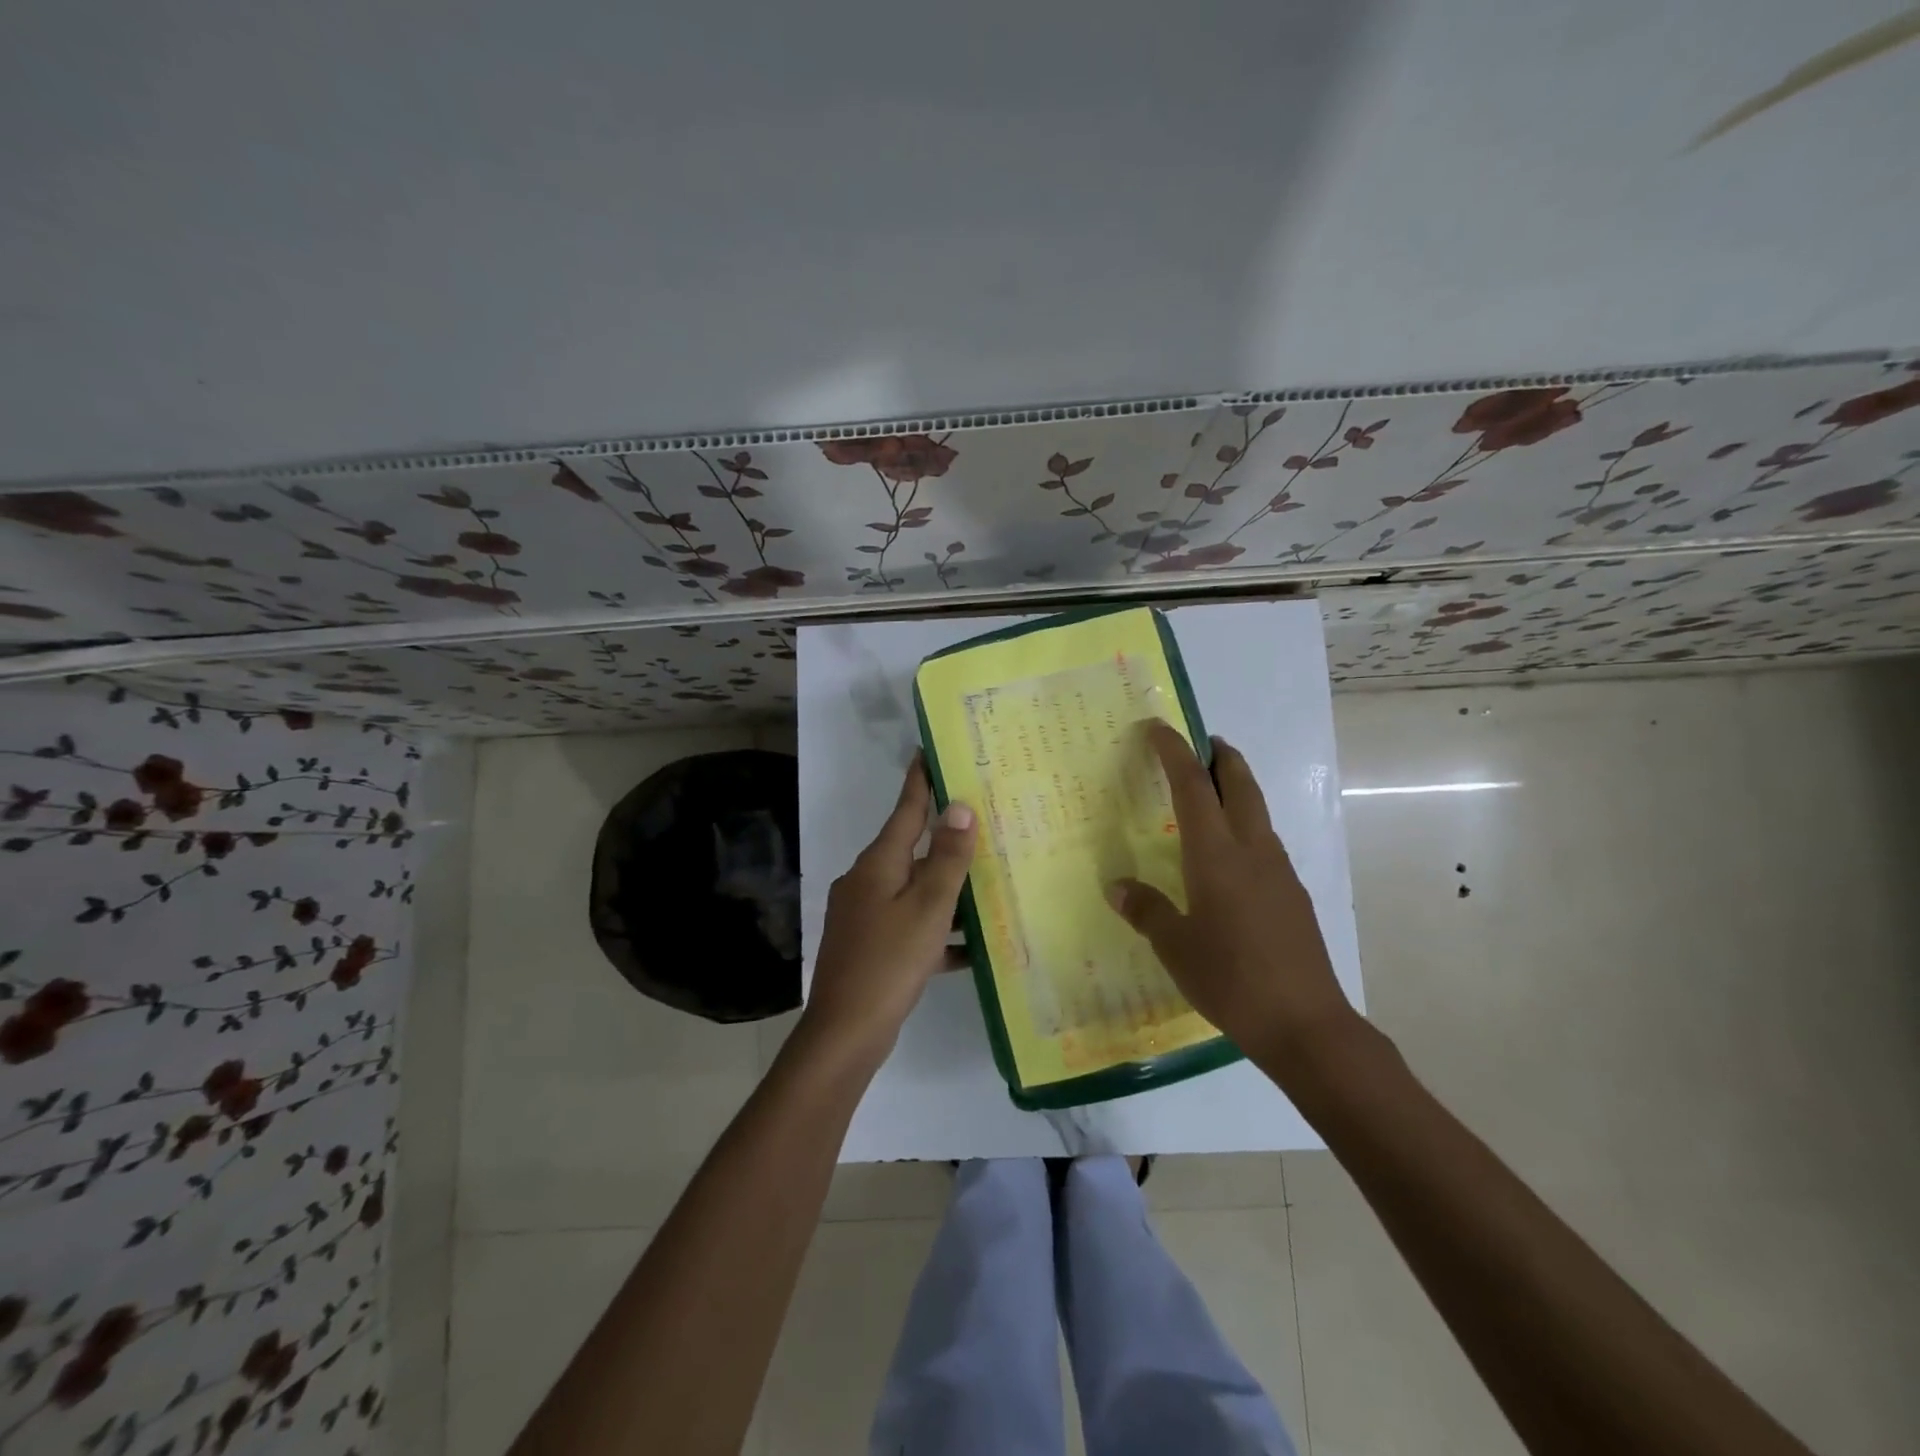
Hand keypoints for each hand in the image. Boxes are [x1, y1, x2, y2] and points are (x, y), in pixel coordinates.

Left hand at [802, 756, 976, 1062]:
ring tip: (990, 883)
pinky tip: (972, 946)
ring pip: (915, 889)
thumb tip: (959, 807)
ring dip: (948, 888)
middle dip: (946, 838)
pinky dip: (938, 930)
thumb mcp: (928, 908)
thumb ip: (947, 859)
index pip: (905, 810)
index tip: (928, 750)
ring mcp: (865, 915)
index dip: (920, 780)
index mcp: (878, 864)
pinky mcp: (871, 945)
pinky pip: (911, 925)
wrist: (845, 1033)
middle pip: (912, 850)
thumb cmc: (889, 962)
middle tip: (984, 821)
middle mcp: (867, 881)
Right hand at [1107, 721, 1354, 1072]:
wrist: (1305, 1023)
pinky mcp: (1293, 894)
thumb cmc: (1230, 978)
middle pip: (1241, 785)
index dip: (1174, 752)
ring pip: (1258, 811)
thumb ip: (1146, 910)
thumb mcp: (1175, 947)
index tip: (1158, 728)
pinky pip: (1265, 842)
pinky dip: (1246, 825)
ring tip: (1213, 793)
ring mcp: (1279, 871)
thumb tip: (1117, 887)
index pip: (1193, 787)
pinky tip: (1231, 856)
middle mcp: (1252, 851)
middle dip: (1222, 757)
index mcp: (1216, 855)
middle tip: (1204, 743)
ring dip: (1238, 789)